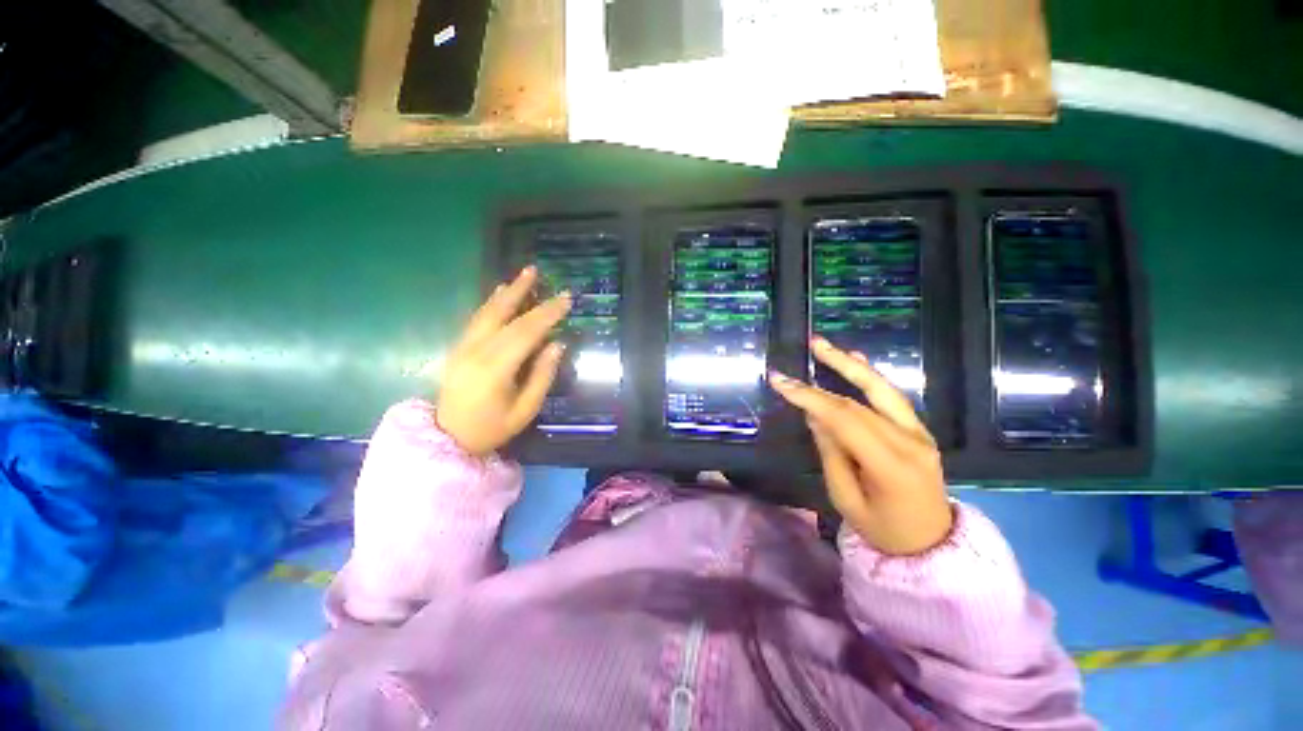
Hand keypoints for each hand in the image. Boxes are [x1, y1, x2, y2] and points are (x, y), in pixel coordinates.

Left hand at [436, 267, 571, 455]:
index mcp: (495, 369)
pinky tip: (499, 292)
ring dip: (506, 291)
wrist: (448, 438)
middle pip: (504, 315)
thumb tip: (557, 344)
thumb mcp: (525, 409)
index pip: (526, 332)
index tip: (566, 298)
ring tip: (522, 274)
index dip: (547, 313)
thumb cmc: (492, 428)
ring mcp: (463, 347)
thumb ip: (542, 375)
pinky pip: (476, 319)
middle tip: (538, 270)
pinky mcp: (458, 348)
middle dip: (524, 292)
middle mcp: (476, 351)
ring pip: (487, 312)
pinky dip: (491, 303)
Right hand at [768, 337, 952, 555]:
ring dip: (850, 365)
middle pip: (859, 402)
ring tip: (825, 345)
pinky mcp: (920, 429)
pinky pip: (893, 397)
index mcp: (890, 466)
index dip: (810, 397)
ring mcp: (920, 433)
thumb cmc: (883, 530)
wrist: (932, 543)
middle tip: (801, 354)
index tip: (780, 382)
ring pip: (881, 390)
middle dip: (824, 378)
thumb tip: (814, 415)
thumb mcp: (845, 498)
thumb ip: (831, 452)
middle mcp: (910, 441)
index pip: (844, 420)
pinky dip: (870, 377)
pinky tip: (856, 360)